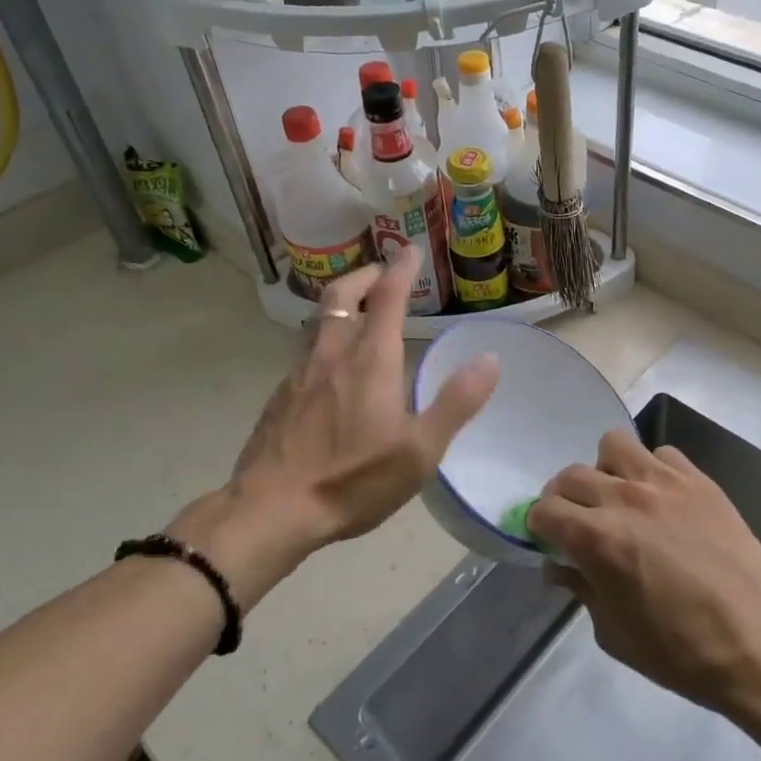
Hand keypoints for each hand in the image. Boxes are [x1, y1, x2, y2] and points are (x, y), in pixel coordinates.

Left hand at [206, 247, 499, 557]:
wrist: (271, 510)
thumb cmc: (353, 479)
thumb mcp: (420, 450)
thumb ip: (456, 402)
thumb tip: (489, 358)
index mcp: (370, 361)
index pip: (388, 297)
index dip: (402, 269)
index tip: (410, 250)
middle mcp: (332, 355)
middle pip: (342, 296)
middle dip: (364, 276)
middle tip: (381, 273)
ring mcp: (299, 374)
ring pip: (319, 321)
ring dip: (341, 304)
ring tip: (358, 310)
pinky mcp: (279, 397)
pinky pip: (305, 352)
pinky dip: (324, 339)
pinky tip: (330, 367)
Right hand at [529, 430, 760, 719]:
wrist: (758, 642)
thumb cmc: (680, 651)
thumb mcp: (614, 633)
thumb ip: (580, 589)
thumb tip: (559, 565)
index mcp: (597, 539)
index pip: (544, 510)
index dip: (538, 526)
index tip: (548, 540)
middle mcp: (624, 498)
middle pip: (571, 475)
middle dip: (563, 498)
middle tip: (577, 521)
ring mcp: (664, 482)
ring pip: (614, 445)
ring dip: (606, 470)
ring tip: (619, 498)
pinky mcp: (699, 480)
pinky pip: (662, 454)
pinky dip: (652, 470)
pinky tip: (663, 499)